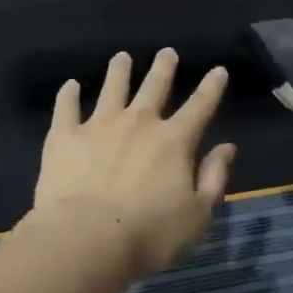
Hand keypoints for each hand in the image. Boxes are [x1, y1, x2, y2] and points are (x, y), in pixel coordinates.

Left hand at [31, 49, 235, 280]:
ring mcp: (99, 125)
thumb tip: (226, 147)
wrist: (85, 240)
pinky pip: (66, 108)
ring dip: (119, 72)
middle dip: (163, 68)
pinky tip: (70, 86)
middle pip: (154, 87)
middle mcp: (139, 123)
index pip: (200, 107)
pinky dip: (68, 95)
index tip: (218, 70)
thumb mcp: (198, 215)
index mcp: (174, 141)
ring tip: (122, 57)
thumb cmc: (148, 235)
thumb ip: (214, 178)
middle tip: (167, 52)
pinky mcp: (65, 137)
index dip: (211, 88)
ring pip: (112, 88)